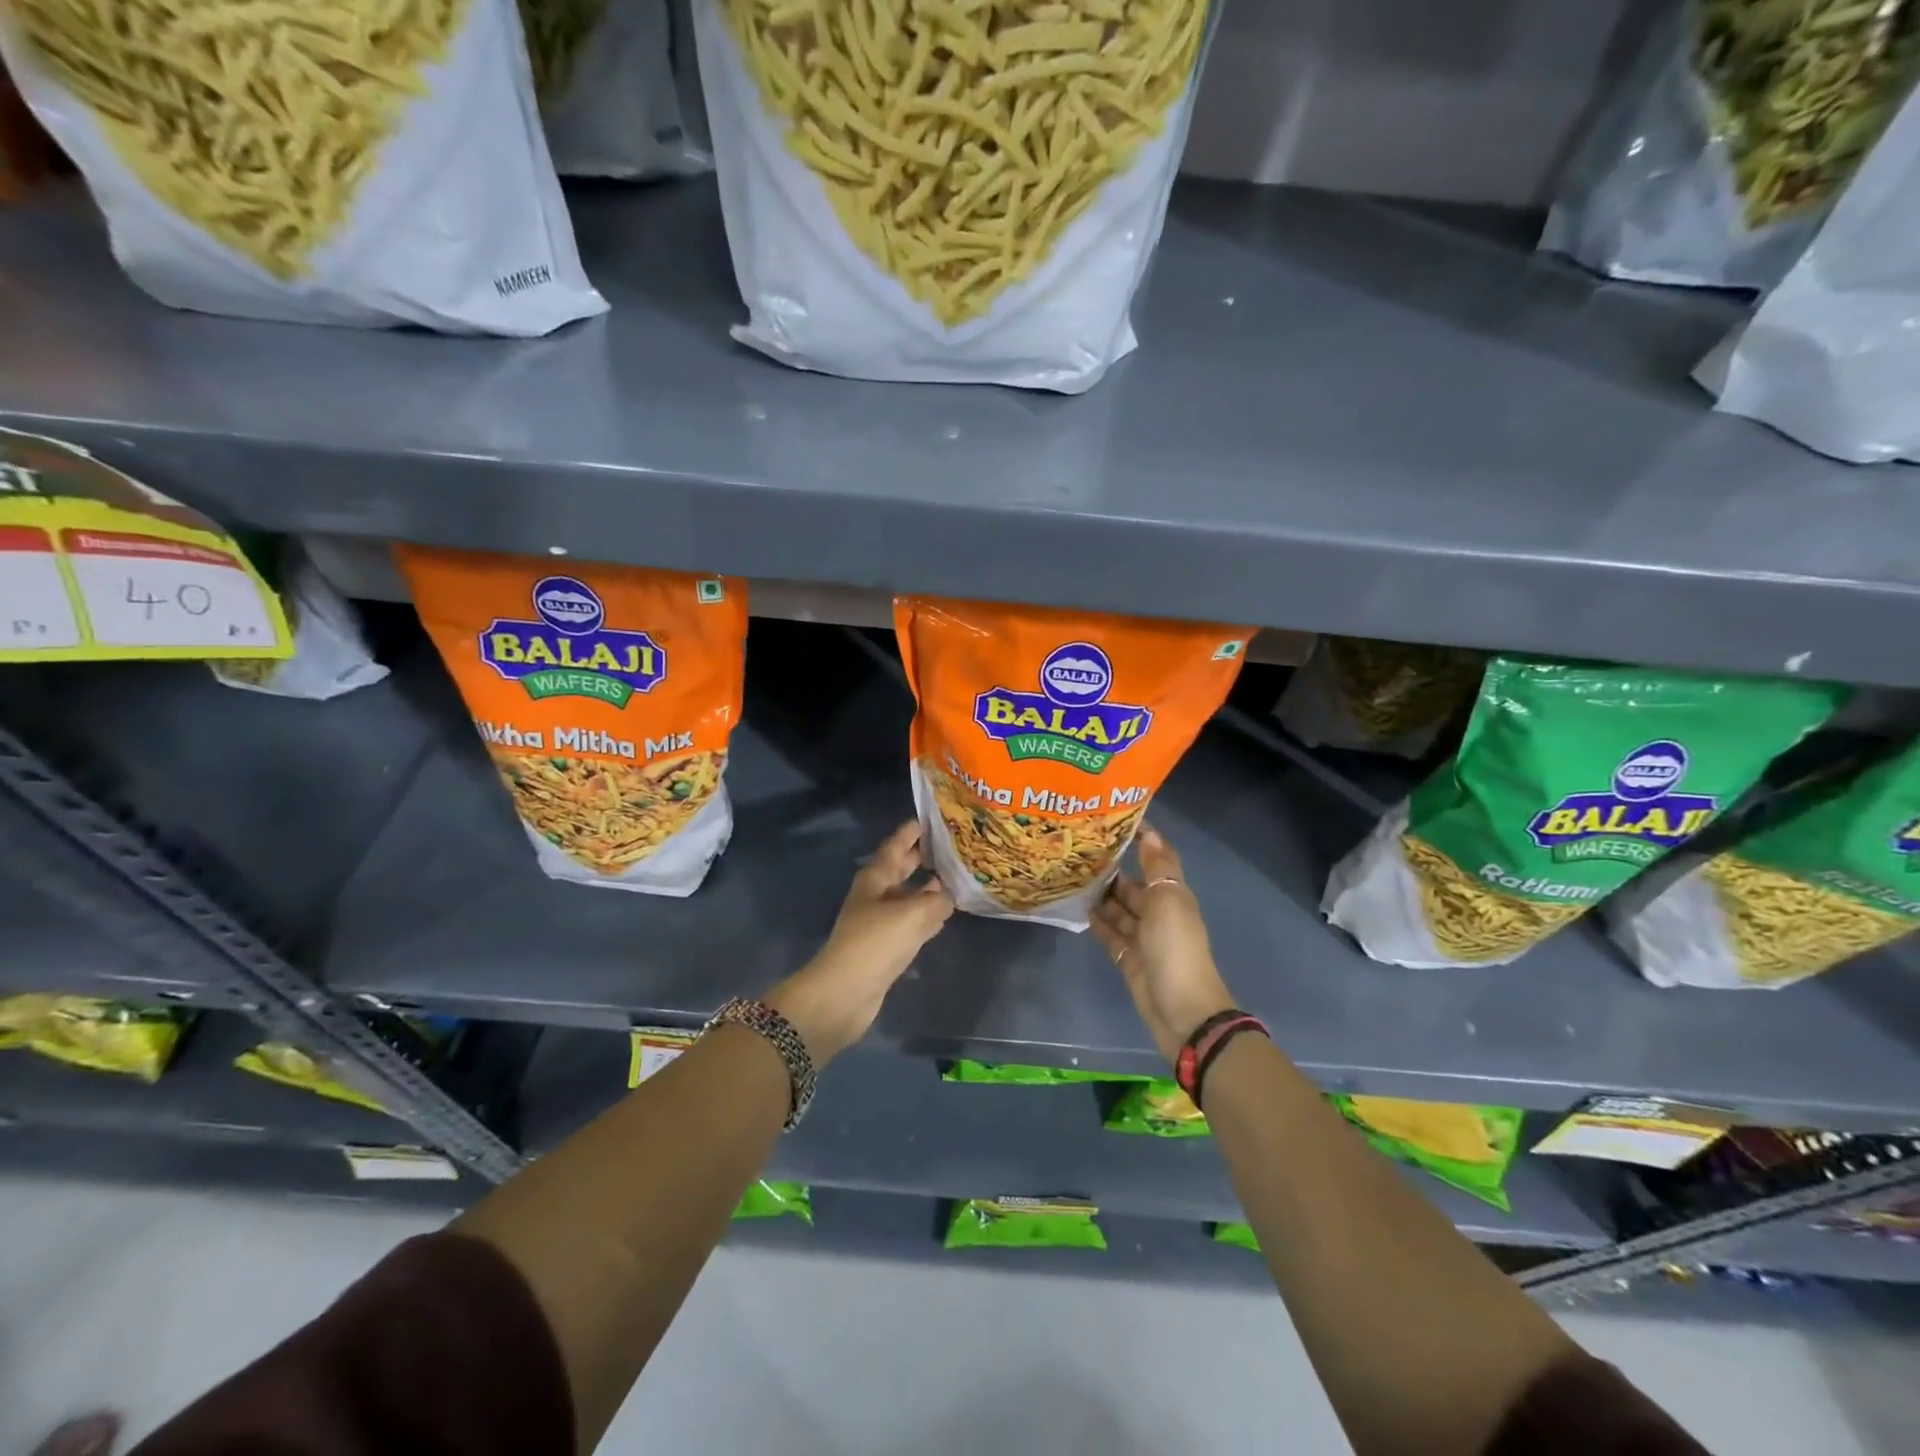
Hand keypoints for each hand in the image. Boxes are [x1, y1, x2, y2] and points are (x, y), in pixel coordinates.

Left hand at [766, 820, 953, 1061]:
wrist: (845, 993)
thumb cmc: (875, 943)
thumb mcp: (913, 914)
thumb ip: (937, 900)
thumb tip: (950, 894)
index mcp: (876, 877)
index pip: (896, 844)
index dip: (913, 830)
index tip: (934, 817)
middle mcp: (877, 894)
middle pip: (902, 868)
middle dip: (923, 856)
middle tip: (953, 844)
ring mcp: (880, 921)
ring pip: (909, 895)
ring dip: (928, 887)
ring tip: (956, 877)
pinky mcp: (886, 946)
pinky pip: (912, 922)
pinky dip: (928, 915)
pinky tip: (945, 914)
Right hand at [1092, 825, 1236, 1063]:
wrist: (1182, 1012)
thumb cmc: (1175, 949)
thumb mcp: (1168, 902)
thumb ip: (1157, 868)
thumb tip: (1149, 832)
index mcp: (1173, 895)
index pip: (1158, 859)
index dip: (1142, 839)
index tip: (1113, 819)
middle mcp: (1159, 913)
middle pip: (1134, 885)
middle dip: (1112, 868)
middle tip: (1077, 849)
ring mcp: (1143, 938)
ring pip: (1119, 909)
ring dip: (1101, 894)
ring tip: (1071, 874)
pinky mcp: (1129, 960)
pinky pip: (1111, 934)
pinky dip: (1098, 922)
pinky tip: (1078, 907)